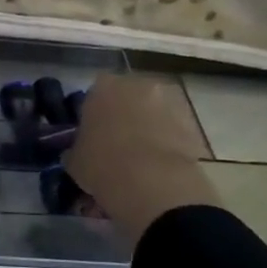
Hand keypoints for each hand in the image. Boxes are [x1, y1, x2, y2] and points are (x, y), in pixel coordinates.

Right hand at [64, 74, 219, 249]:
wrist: (153, 182)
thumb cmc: (102, 163)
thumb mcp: (74, 160)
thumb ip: (77, 148)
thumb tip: (80, 152)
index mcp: (103, 87)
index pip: (94, 95)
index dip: (93, 115)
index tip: (91, 136)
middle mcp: (138, 85)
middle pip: (128, 98)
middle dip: (123, 117)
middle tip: (115, 146)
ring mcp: (169, 102)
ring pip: (152, 113)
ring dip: (147, 129)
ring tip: (139, 161)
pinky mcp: (192, 123)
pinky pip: (172, 131)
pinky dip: (167, 144)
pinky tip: (157, 168)